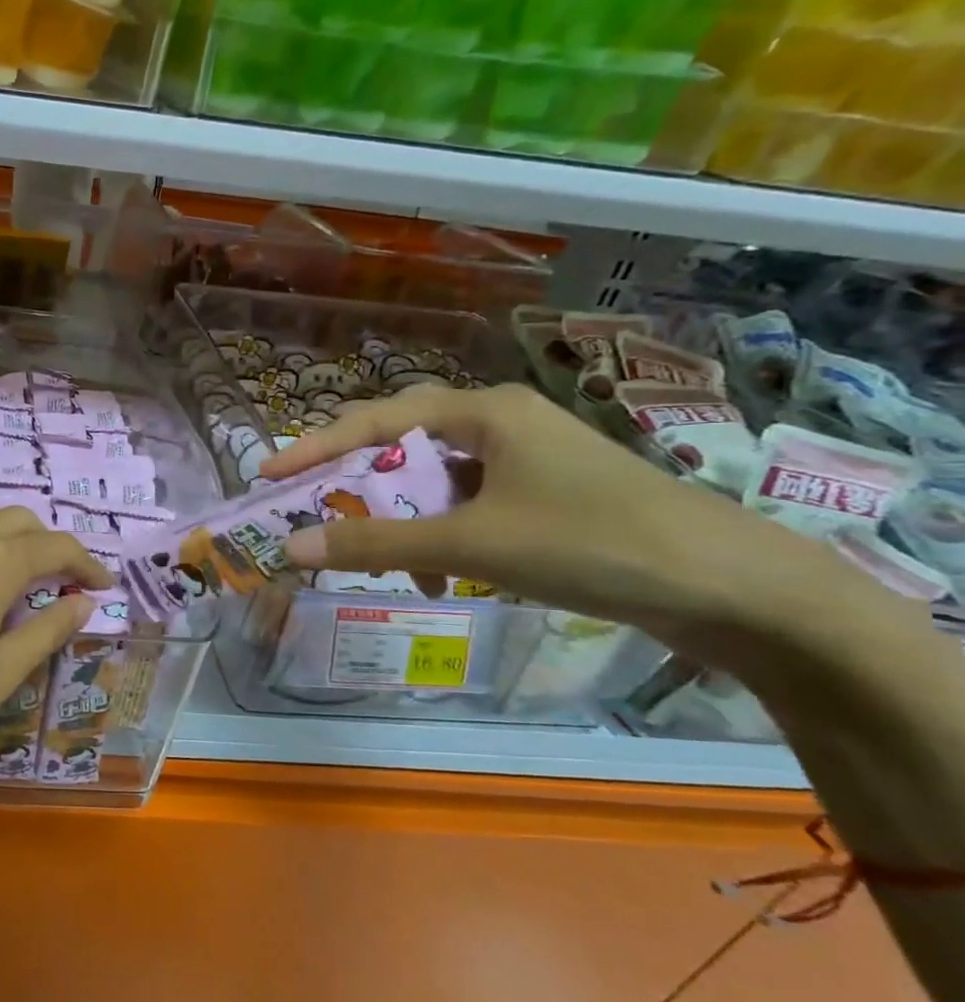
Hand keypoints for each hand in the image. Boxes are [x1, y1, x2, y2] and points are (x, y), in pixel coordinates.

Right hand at [260, 382, 869, 661]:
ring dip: (398, 520)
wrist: (734, 590)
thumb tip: (289, 548)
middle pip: (400, 448)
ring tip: (379, 561)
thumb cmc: (591, 542)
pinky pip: (465, 506)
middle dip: (355, 487)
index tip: (267, 476)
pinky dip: (438, 536)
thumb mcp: (470, 544)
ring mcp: (526, 461)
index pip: (374, 420)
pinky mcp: (545, 497)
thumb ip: (375, 545)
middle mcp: (499, 424)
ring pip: (433, 482)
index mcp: (482, 411)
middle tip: (311, 515)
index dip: (314, 448)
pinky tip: (435, 572)